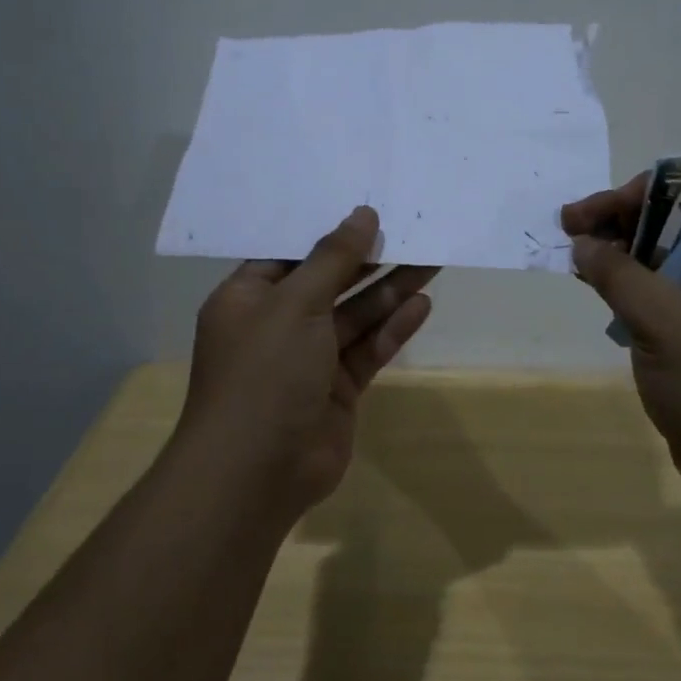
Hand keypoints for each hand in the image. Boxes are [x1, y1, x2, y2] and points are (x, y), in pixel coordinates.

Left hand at [177, 207, 436, 514]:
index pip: (289, 253)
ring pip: (355, 315)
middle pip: (329, 282)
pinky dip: (393, 328)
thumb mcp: (295, 304)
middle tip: (410, 229)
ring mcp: (308, 359)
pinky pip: (367, 349)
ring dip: (390, 290)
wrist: (257, 472)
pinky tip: (423, 304)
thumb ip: (333, 259)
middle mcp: (277, 325)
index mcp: (248, 298)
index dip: (328, 232)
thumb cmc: (265, 372)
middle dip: (369, 259)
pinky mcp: (337, 389)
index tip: (366, 208)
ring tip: (431, 259)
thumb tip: (362, 215)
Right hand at [561, 171, 680, 504]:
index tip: (601, 211)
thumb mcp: (666, 325)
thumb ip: (621, 277)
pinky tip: (594, 289)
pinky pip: (656, 294)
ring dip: (617, 251)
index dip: (648, 190)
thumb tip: (582, 244)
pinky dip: (623, 285)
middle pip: (672, 221)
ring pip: (659, 258)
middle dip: (620, 218)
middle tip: (570, 230)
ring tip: (573, 256)